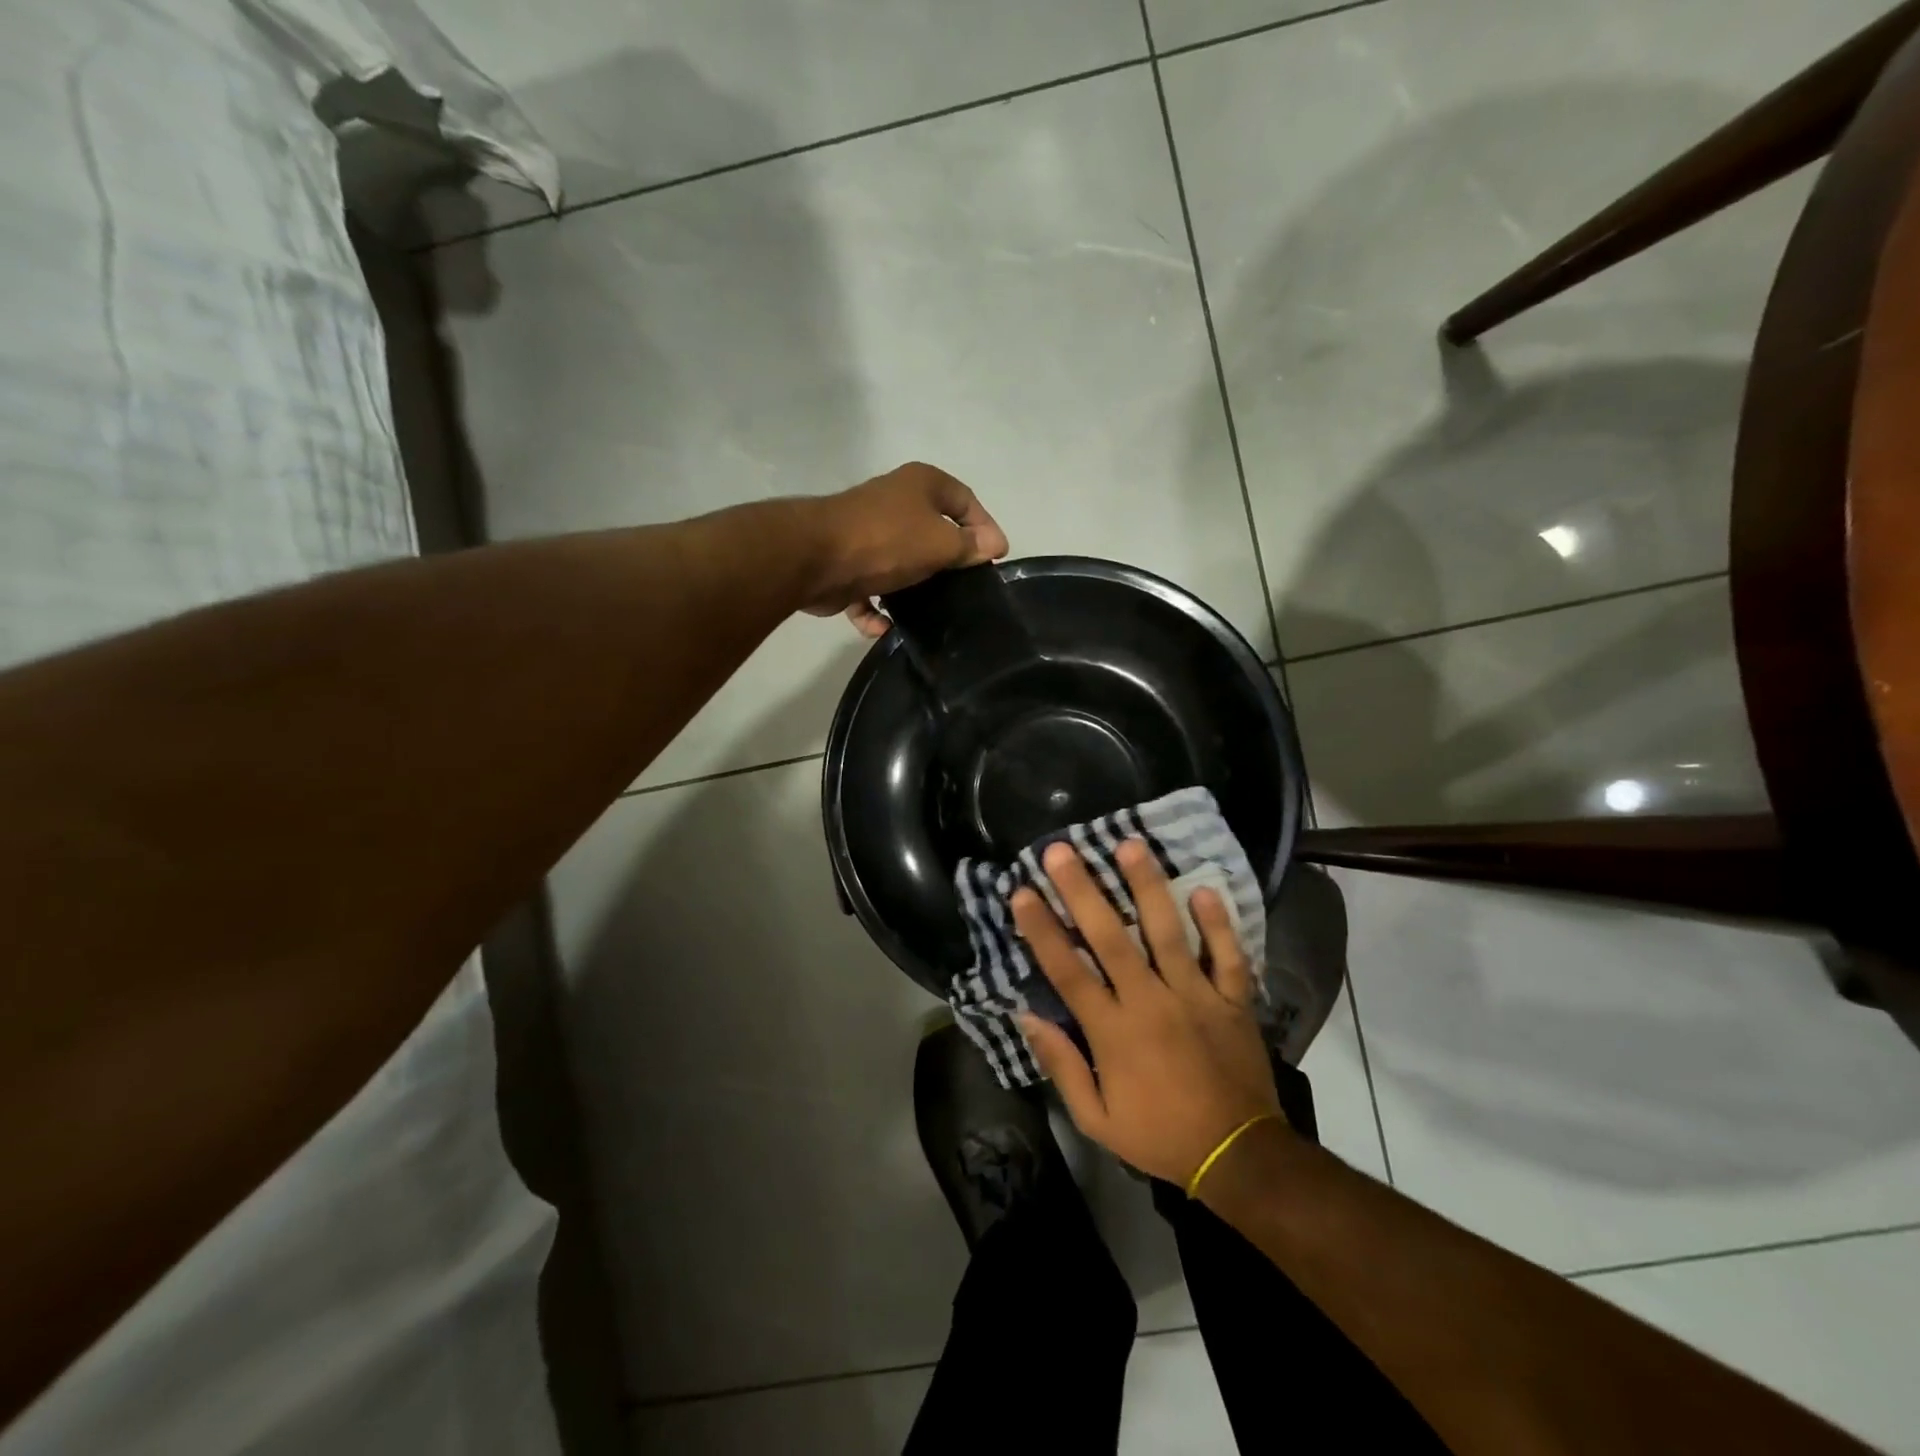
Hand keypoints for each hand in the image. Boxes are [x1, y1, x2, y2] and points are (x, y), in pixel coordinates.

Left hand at [802, 463, 1008, 635]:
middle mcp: (894, 502)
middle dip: (949, 561)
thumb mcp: (941, 543)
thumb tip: (993, 545)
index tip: (996, 559)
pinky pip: (869, 590)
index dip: (985, 527)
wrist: (817, 558)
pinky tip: (885, 628)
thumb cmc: (888, 541)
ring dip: (912, 589)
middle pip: (933, 531)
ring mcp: (867, 533)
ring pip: (900, 563)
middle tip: (967, 589)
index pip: (966, 500)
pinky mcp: (845, 564)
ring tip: (931, 613)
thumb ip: (970, 546)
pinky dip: (876, 611)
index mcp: (921, 484)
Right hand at [1013, 839, 1284, 1186]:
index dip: (1042, 929)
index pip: (1068, 970)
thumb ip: (1062, 1066)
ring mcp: (1195, 996)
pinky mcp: (1232, 1000)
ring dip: (1147, 887)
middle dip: (1083, 891)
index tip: (1022, 892)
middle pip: (1111, 938)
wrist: (1238, 1157)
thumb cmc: (1159, 1135)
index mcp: (1114, 1031)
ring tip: (1130, 845)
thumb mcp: (1096, 1120)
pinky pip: (1227, 956)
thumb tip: (1026, 1017)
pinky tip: (1203, 888)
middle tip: (1062, 851)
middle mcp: (1151, 1002)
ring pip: (1168, 932)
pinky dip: (1218, 924)